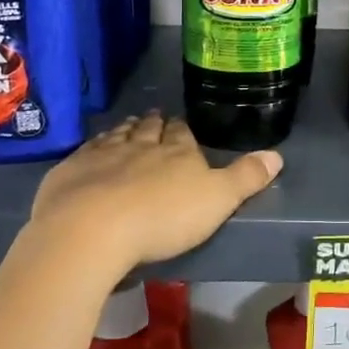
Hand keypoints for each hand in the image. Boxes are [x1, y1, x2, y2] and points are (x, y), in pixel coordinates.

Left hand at [29, 112, 281, 269]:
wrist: (91, 230)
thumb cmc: (162, 218)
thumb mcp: (218, 201)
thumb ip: (246, 178)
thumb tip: (277, 154)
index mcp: (177, 152)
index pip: (182, 134)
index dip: (182, 129)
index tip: (180, 125)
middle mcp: (140, 145)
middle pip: (148, 129)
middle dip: (153, 124)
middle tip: (154, 118)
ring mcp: (102, 155)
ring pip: (117, 136)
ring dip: (124, 131)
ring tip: (128, 126)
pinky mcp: (70, 172)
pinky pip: (85, 153)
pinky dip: (92, 148)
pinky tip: (91, 152)